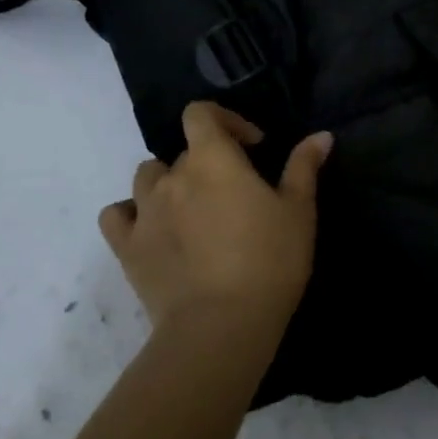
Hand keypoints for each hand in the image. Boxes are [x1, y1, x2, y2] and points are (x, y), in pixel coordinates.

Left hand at [98, 102, 332, 338]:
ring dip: (168, 183)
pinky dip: (131, 214)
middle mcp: (172, 176)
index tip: (251, 146)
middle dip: (207, 162)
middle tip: (233, 193)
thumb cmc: (269, 260)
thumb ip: (304, 167)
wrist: (221, 325)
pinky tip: (151, 228)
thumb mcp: (298, 211)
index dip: (224, 120)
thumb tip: (320, 135)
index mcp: (212, 159)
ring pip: (147, 177)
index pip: (200, 113)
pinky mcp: (127, 247)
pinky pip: (117, 215)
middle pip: (182, 151)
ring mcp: (144, 211)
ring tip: (192, 209)